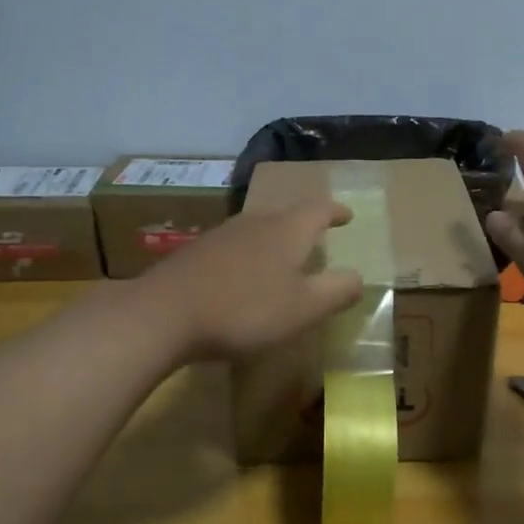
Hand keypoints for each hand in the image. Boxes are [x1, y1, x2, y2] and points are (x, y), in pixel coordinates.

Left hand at [142, 198, 363, 361]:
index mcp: (287, 230)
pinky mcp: (196, 253)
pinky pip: (234, 248)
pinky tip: (243, 279)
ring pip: (258, 230)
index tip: (347, 216)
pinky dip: (249, 257)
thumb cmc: (246, 310)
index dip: (336, 212)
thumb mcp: (304, 308)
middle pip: (286, 216)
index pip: (319, 209)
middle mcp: (255, 222)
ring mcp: (222, 235)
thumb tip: (358, 276)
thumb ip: (336, 291)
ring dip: (275, 241)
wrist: (165, 314)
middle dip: (304, 226)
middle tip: (318, 239)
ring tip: (283, 260)